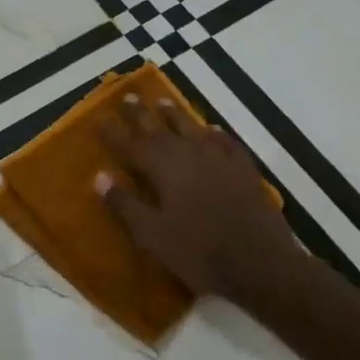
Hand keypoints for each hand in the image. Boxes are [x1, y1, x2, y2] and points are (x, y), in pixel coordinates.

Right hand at [97, 95, 301, 301]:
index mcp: (163, 169)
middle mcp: (189, 155)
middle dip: (140, 114)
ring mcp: (220, 160)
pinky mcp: (244, 171)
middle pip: (159, 129)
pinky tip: (212, 130)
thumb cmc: (199, 252)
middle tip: (127, 96)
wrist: (261, 263)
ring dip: (175, 115)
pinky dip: (215, 134)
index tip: (99, 117)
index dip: (114, 132)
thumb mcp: (152, 235)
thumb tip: (99, 176)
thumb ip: (125, 204)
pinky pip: (226, 143)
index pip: (131, 145)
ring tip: (163, 101)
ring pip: (192, 129)